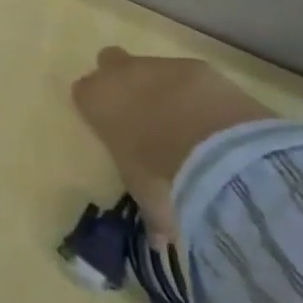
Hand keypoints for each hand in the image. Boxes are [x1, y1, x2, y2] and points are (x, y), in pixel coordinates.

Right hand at [71, 48, 275, 243]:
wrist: (219, 152)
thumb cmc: (161, 175)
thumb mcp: (148, 198)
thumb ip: (150, 212)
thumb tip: (158, 240)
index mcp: (94, 101)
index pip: (83, 92)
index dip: (97, 107)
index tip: (112, 127)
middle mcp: (119, 74)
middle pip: (110, 61)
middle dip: (123, 79)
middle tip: (143, 111)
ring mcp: (160, 66)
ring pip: (153, 67)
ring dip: (164, 87)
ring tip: (189, 120)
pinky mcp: (200, 67)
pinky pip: (192, 76)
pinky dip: (201, 92)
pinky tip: (218, 118)